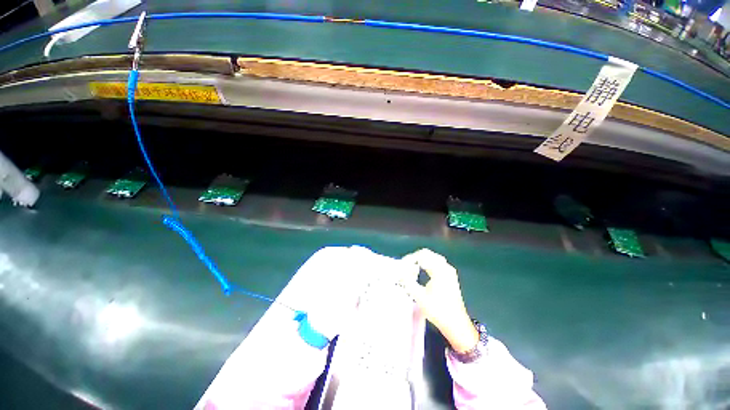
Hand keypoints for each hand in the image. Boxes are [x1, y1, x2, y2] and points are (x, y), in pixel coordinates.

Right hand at [401, 249, 477, 352]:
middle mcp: (446, 267)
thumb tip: (400, 271)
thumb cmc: (438, 310)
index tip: (402, 265)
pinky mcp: (450, 276)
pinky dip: (428, 264)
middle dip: (415, 258)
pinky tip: (422, 271)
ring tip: (412, 268)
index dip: (410, 258)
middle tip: (405, 266)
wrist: (456, 324)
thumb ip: (408, 281)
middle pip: (428, 254)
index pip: (422, 255)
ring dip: (421, 261)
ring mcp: (449, 271)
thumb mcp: (419, 296)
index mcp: (439, 270)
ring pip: (432, 258)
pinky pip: (437, 263)